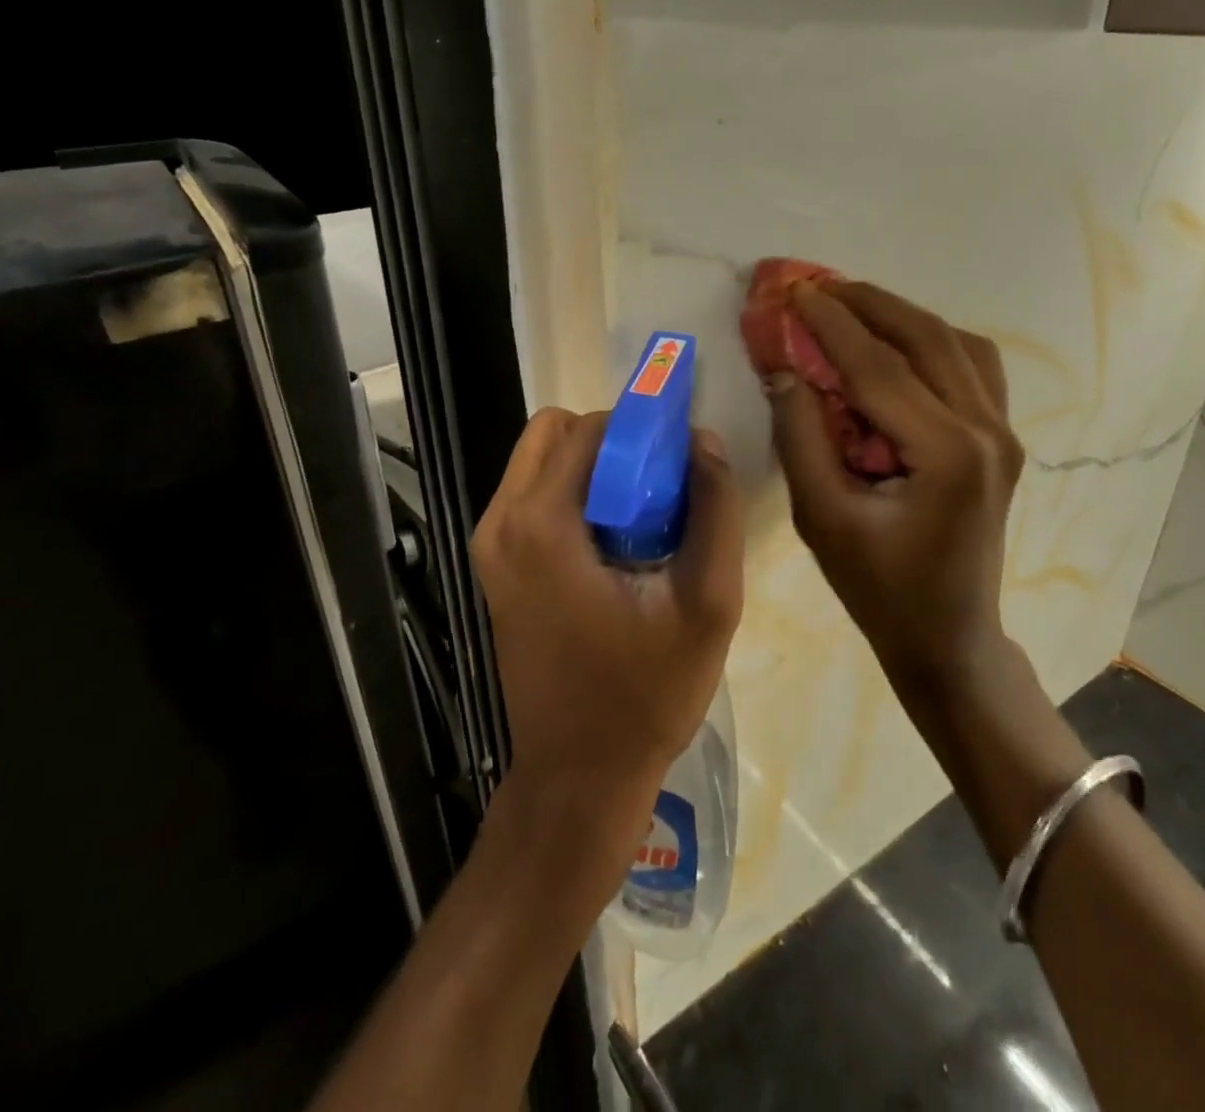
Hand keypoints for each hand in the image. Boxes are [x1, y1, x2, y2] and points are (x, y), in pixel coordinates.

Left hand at [473, 408, 744, 862]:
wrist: (580, 776)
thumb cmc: (645, 694)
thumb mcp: (708, 603)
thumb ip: (715, 510)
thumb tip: (703, 441)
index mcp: (541, 523)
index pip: (590, 428)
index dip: (641, 428)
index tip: (680, 459)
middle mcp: (501, 522)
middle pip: (555, 432)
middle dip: (613, 442)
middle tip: (661, 486)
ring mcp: (489, 545)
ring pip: (540, 460)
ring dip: (593, 468)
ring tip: (642, 516)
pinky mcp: (494, 567)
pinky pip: (532, 496)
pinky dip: (574, 495)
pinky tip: (614, 543)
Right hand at [764, 280, 1023, 684]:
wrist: (948, 637)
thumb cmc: (879, 588)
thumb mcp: (823, 518)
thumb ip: (800, 437)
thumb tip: (783, 369)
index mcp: (947, 453)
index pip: (878, 366)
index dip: (830, 324)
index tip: (792, 292)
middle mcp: (987, 430)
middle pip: (925, 338)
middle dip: (867, 303)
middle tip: (817, 285)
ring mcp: (1003, 432)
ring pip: (956, 343)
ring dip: (901, 315)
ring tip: (851, 306)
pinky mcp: (1002, 439)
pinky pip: (972, 365)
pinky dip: (932, 340)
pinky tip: (897, 344)